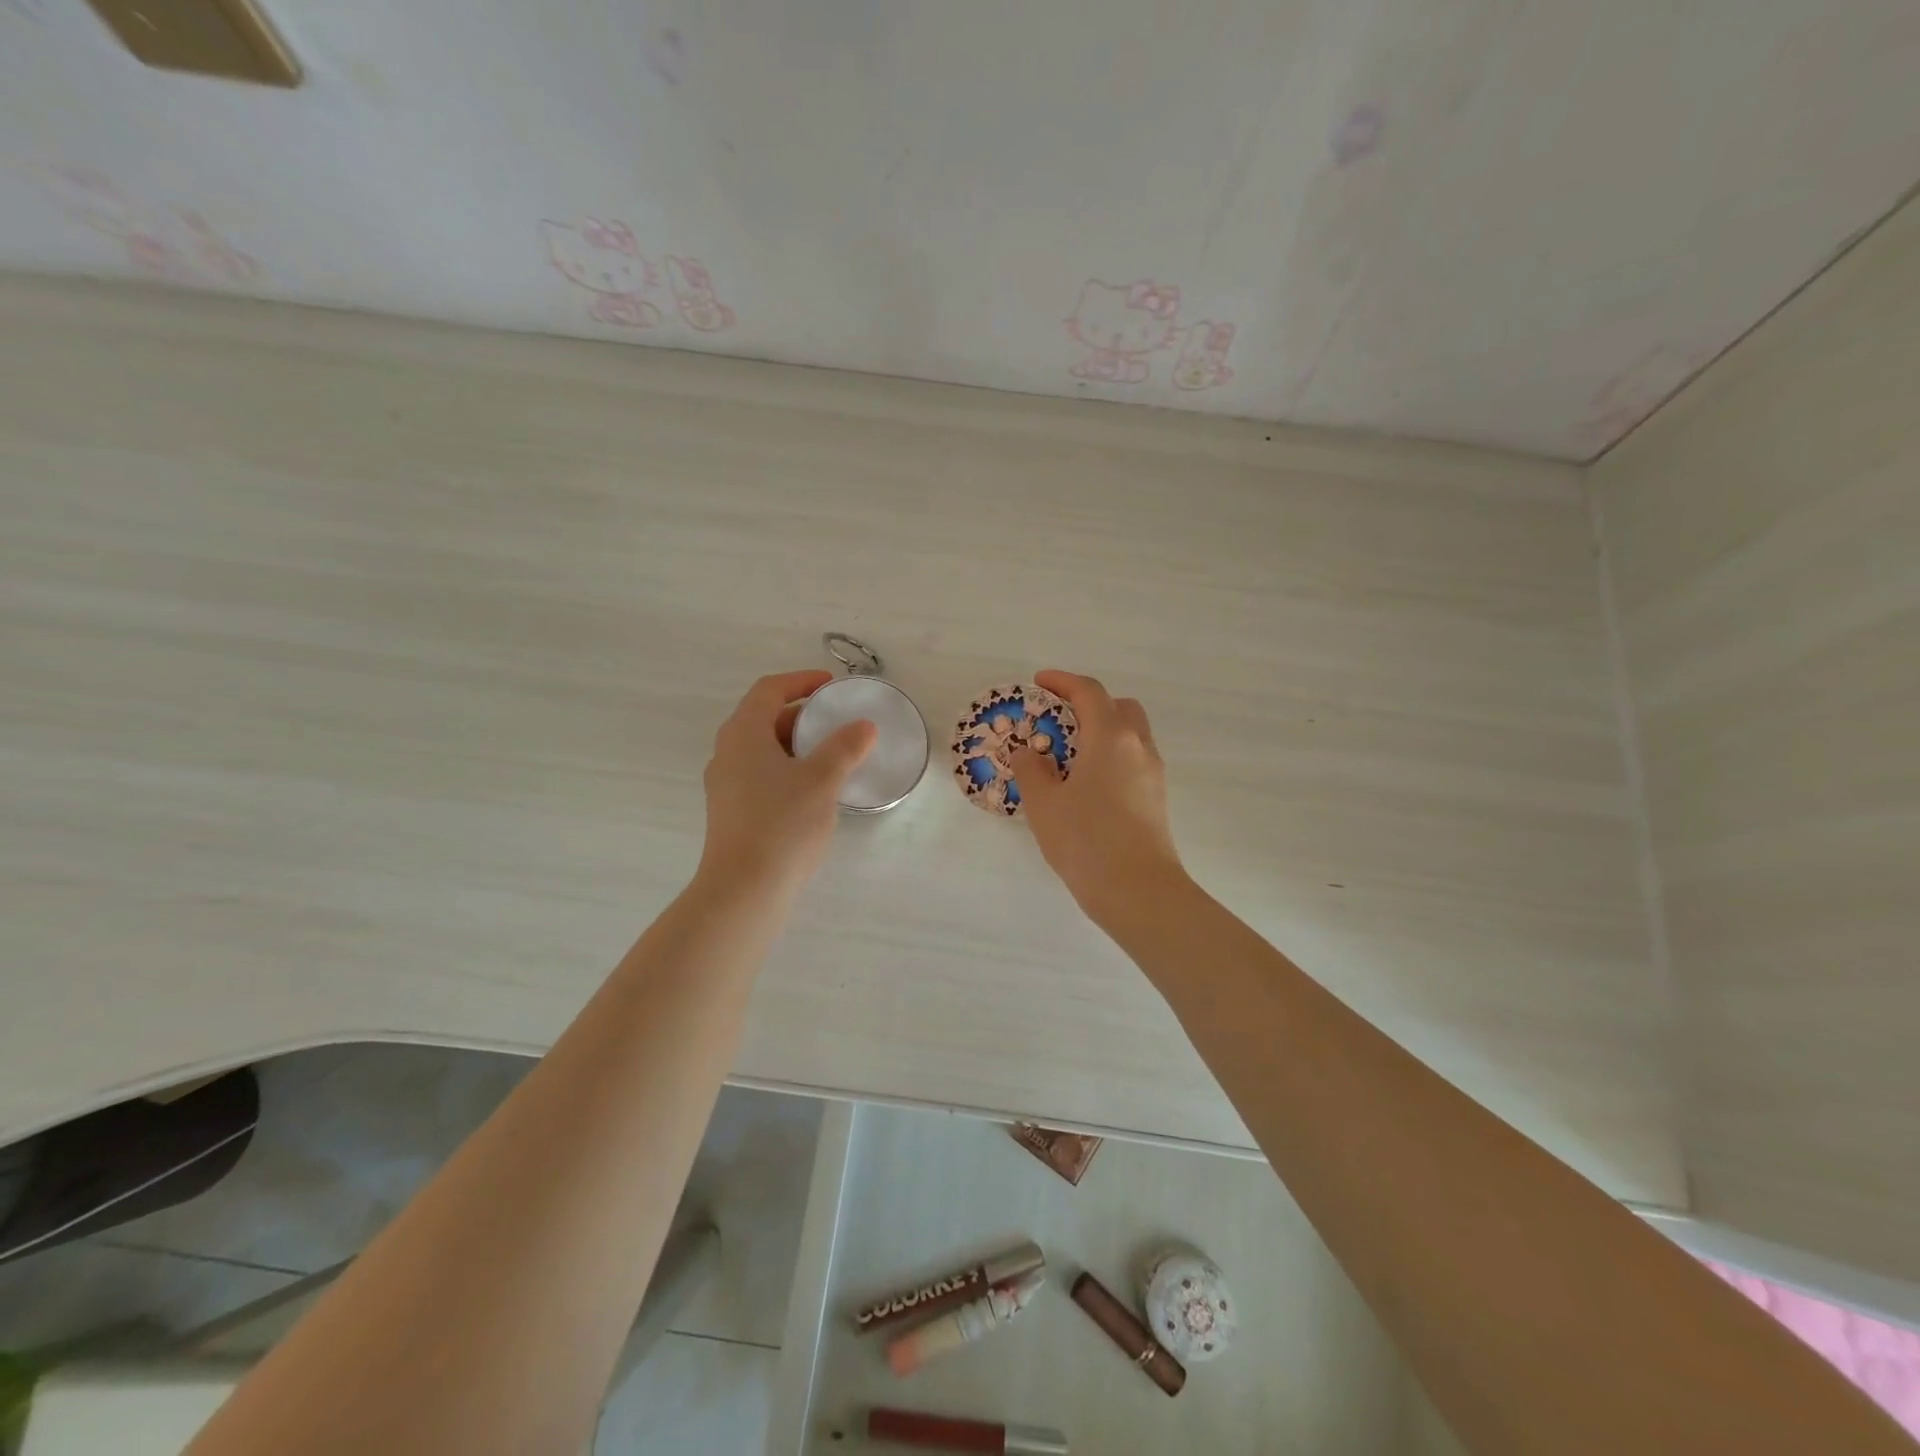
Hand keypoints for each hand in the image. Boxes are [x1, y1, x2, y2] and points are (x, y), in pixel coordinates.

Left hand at [698, 670, 876, 894]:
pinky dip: (788, 770)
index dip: (801, 681)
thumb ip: (845, 747)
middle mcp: (728, 753)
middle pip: (764, 718)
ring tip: (832, 756)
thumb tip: (863, 726)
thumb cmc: (782, 825)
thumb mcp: (822, 780)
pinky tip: (814, 791)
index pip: (769, 690)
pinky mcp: (732, 812)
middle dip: (803, 715)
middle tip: (837, 722)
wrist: (743, 891)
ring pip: (763, 750)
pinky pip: (762, 775)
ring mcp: (726, 785)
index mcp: (743, 734)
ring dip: (797, 745)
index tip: (832, 686)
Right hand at [1010, 670, 1186, 923]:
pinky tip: (1087, 784)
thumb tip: (1028, 752)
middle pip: (1118, 707)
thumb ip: (1031, 770)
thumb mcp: (1044, 803)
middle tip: (1057, 720)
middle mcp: (1137, 746)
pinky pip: (1133, 759)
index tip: (1039, 683)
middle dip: (1088, 704)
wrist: (1138, 891)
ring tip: (1068, 756)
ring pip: (1130, 734)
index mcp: (1110, 737)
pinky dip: (1110, 756)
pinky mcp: (1156, 797)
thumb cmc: (1086, 840)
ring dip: (1101, 731)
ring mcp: (1152, 772)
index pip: (1088, 692)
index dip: (1062, 682)